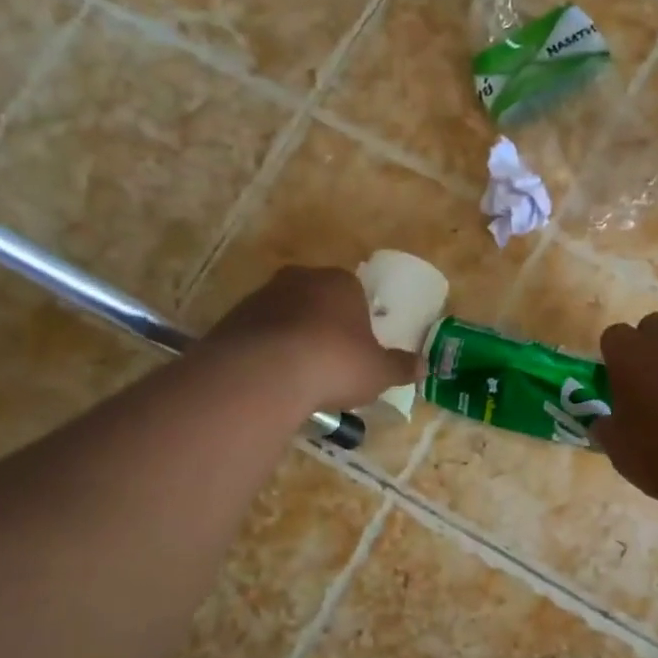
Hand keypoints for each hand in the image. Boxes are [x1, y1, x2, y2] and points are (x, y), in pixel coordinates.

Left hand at [208, 266, 420, 415]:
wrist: (265, 373)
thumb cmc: (334, 363)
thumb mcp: (378, 372)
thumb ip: (400, 367)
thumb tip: (424, 366)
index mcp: (340, 282)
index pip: (354, 292)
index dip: (358, 320)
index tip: (358, 347)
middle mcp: (300, 279)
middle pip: (317, 299)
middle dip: (323, 324)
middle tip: (330, 360)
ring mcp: (262, 296)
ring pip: (285, 315)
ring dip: (292, 337)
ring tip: (299, 375)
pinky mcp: (233, 318)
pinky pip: (258, 334)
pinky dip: (266, 351)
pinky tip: (273, 378)